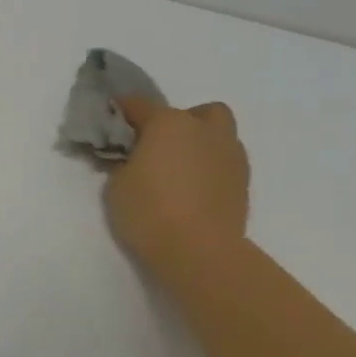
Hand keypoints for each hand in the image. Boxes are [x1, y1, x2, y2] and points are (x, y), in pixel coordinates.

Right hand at [105, 96, 250, 270]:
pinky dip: (210, 166)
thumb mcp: (116, 186)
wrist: (200, 251)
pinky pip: (225, 160)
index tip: (112, 116)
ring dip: (199, 142)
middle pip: (194, 112)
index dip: (122, 109)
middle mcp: (204, 130)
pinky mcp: (243, 180)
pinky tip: (194, 187)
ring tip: (179, 168)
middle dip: (177, 122)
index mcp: (168, 124)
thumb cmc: (149, 212)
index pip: (139, 105)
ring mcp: (230, 153)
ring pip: (218, 133)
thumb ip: (123, 163)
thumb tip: (131, 158)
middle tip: (157, 146)